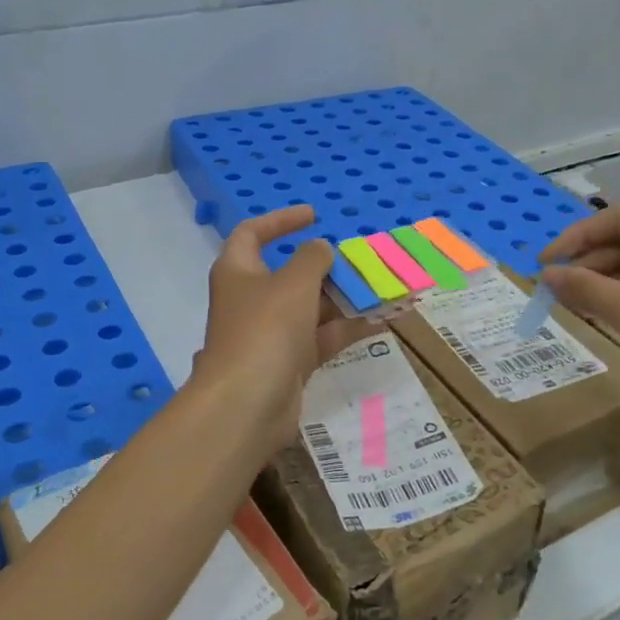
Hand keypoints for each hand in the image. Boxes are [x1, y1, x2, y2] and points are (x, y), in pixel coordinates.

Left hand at [193, 206, 377, 454]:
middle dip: (326, 267)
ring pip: (310, 307)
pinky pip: (321, 337)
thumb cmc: (265, 329)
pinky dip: (347, 328)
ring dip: (343, 298)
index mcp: (238, 271)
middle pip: (289, 274)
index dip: (280, 221)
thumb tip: (321, 249)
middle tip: (360, 260)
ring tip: (382, 288)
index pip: (252, 234)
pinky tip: (381, 320)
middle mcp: (251, 299)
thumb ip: (312, 259)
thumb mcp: (294, 284)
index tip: (314, 215)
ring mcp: (269, 333)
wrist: (247, 404)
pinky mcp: (288, 362)